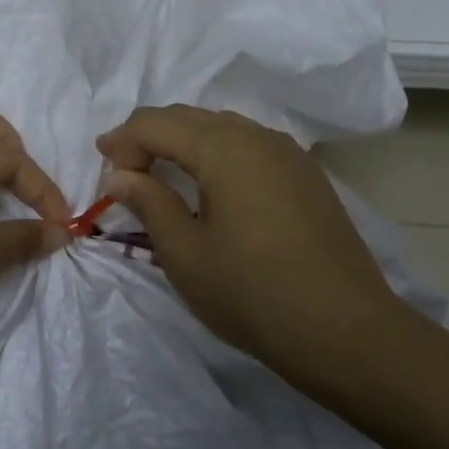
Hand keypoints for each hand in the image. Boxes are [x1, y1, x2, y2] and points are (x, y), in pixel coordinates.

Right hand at [96, 105, 422, 381]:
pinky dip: (217, 155)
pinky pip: (250, 147)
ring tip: (162, 175)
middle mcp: (258, 136)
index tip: (103, 171)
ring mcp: (289, 154)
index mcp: (223, 147)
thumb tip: (119, 175)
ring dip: (184, 143)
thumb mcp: (185, 253)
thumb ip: (148, 202)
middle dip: (150, 137)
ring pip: (223, 128)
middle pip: (190, 117)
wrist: (345, 331)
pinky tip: (212, 186)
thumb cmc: (252, 292)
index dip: (122, 140)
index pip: (156, 123)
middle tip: (123, 170)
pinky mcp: (307, 176)